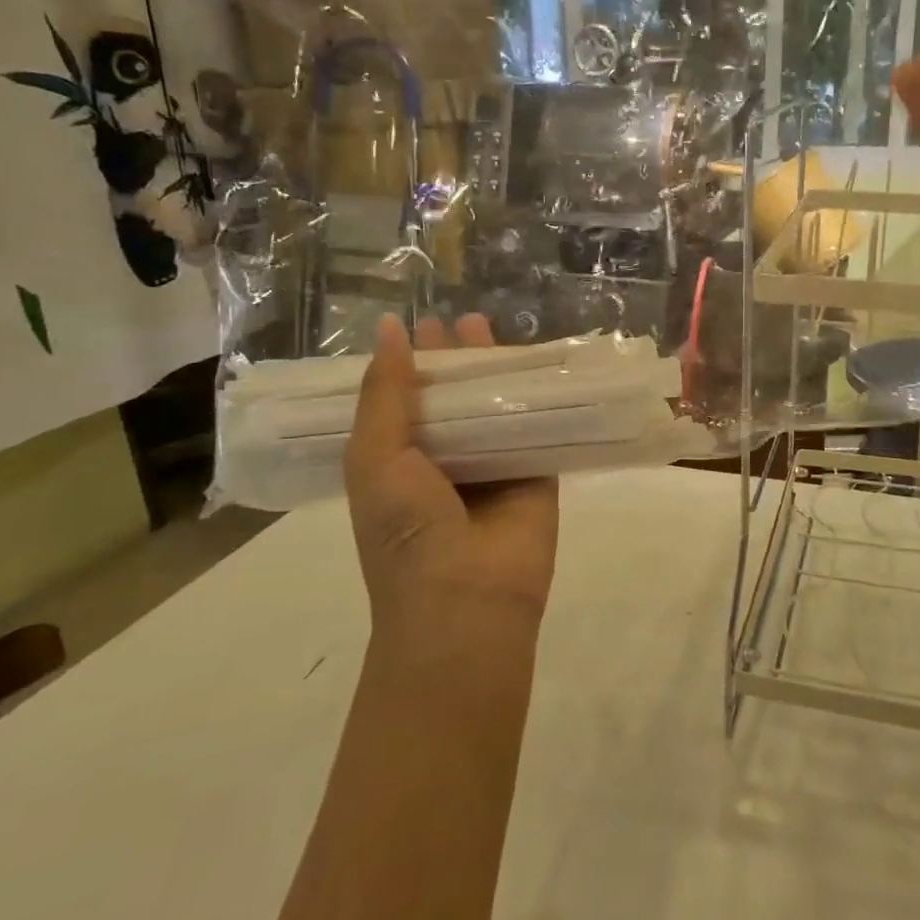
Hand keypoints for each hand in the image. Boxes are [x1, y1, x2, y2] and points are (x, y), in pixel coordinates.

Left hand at [343, 314, 559, 617]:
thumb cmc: (405, 532)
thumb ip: (384, 395)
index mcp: (398, 460)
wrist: (467, 600)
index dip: (412, 363)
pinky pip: (539, 426)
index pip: (405, 399)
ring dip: (497, 370)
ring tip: (494, 326)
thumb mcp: (375, 458)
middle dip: (457, 359)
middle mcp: (446, 459)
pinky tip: (544, 362)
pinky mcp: (538, 473)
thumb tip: (391, 330)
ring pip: (497, 406)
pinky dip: (541, 396)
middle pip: (455, 397)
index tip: (421, 324)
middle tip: (463, 319)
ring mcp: (494, 466)